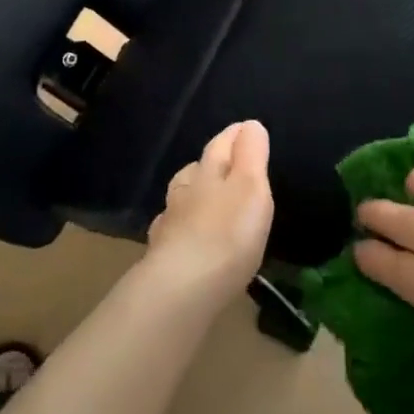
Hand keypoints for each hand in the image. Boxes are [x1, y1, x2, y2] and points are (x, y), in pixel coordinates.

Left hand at [145, 121, 274, 306]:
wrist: (182, 289)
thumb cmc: (227, 234)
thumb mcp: (250, 187)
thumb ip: (251, 155)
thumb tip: (250, 124)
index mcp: (207, 173)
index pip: (220, 145)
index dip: (235, 135)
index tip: (245, 128)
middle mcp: (184, 192)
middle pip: (196, 170)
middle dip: (211, 164)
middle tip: (227, 167)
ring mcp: (170, 224)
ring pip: (181, 200)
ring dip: (194, 196)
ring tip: (209, 203)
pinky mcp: (163, 256)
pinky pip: (174, 231)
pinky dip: (183, 227)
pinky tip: (188, 237)